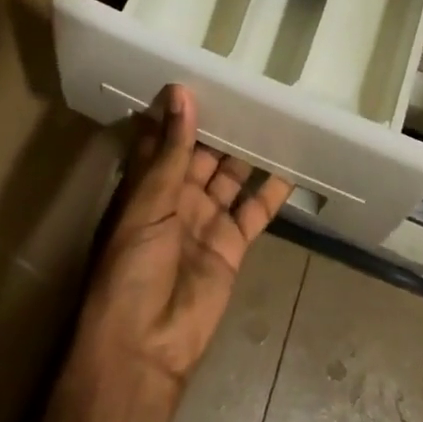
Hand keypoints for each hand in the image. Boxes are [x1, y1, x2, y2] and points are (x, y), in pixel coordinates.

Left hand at [74, 85, 291, 389]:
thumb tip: (180, 93)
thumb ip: (171, 151)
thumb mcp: (148, 203)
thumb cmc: (132, 268)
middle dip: (222, 127)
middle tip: (250, 89)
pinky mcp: (232, 245)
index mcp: (147, 185)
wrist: (145, 347)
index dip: (182, 110)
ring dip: (248, 152)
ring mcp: (206, 220)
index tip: (206, 74)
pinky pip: (254, 210)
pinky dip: (271, 191)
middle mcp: (176, 198)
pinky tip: (290, 165)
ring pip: (230, 177)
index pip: (166, 138)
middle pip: (203, 154)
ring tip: (274, 116)